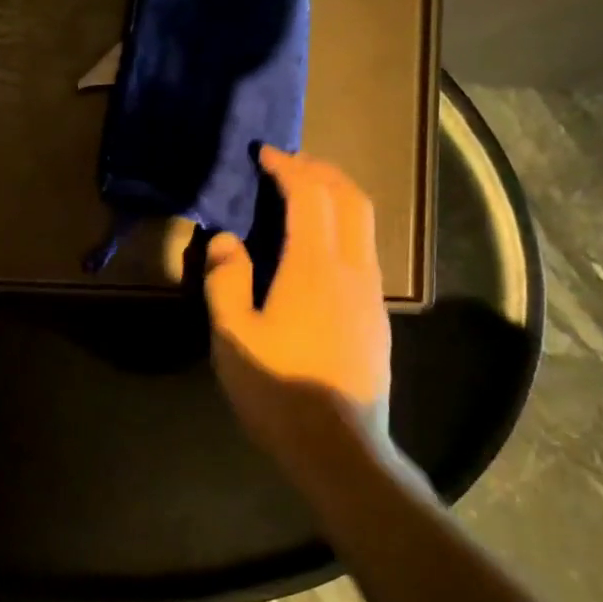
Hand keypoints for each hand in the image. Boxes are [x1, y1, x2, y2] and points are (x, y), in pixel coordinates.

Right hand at [203, 147, 395, 492]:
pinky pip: (364, 250)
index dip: (288, 168)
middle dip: (321, 170)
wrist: (338, 447)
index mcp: (314, 267)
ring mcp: (370, 293)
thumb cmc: (277, 388)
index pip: (310, 196)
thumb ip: (226, 279)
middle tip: (289, 163)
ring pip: (364, 224)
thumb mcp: (232, 335)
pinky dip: (343, 226)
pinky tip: (318, 247)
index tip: (265, 153)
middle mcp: (352, 269)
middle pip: (350, 198)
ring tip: (305, 194)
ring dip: (336, 196)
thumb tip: (226, 240)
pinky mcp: (376, 316)